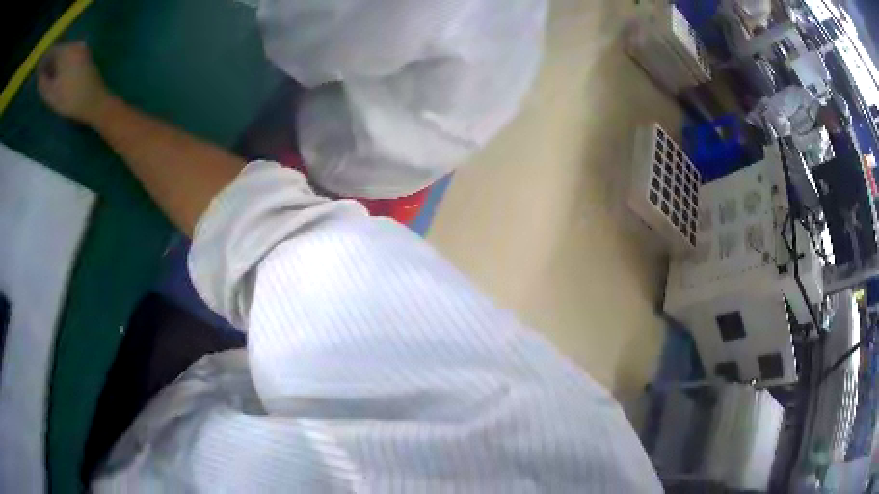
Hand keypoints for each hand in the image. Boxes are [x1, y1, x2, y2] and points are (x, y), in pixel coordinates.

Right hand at [38, 42, 110, 124]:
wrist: (94, 101)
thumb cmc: (69, 99)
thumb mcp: (50, 93)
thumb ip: (43, 82)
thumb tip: (39, 74)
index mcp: (67, 50)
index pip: (53, 50)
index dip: (44, 60)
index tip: (38, 72)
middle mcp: (76, 44)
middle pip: (59, 50)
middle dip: (49, 62)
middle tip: (41, 78)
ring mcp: (82, 48)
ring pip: (64, 53)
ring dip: (55, 63)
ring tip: (47, 80)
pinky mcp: (85, 55)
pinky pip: (69, 56)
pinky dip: (61, 64)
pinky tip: (56, 77)